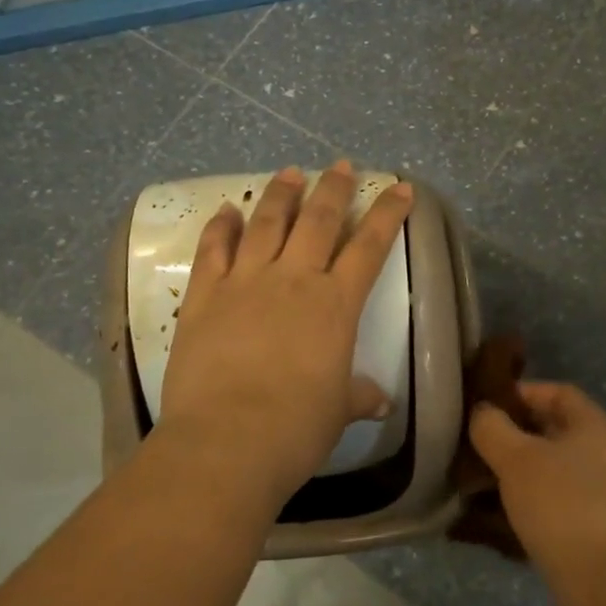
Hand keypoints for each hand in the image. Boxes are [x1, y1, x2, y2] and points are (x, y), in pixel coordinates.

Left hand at [157, 161, 412, 506]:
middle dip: (333, 188)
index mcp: (335, 304)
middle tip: (341, 165)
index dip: (388, 213)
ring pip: (267, 223)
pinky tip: (226, 210)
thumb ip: (357, 395)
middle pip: (319, 220)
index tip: (400, 187)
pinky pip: (213, 250)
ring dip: (280, 194)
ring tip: (289, 172)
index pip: (370, 246)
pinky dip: (220, 227)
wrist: (227, 441)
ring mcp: (246, 282)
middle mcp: (294, 280)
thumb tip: (380, 401)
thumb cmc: (295, 428)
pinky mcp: (205, 296)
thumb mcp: (337, 412)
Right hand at [469, 382, 605, 586]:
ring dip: (527, 465)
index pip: (558, 392)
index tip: (489, 407)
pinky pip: (568, 491)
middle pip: (559, 427)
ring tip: (492, 476)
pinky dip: (541, 491)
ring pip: (561, 462)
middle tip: (485, 443)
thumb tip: (483, 412)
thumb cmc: (559, 504)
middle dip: (520, 431)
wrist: (601, 581)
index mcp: (597, 424)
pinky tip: (514, 508)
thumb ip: (492, 427)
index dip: (522, 393)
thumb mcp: (515, 459)